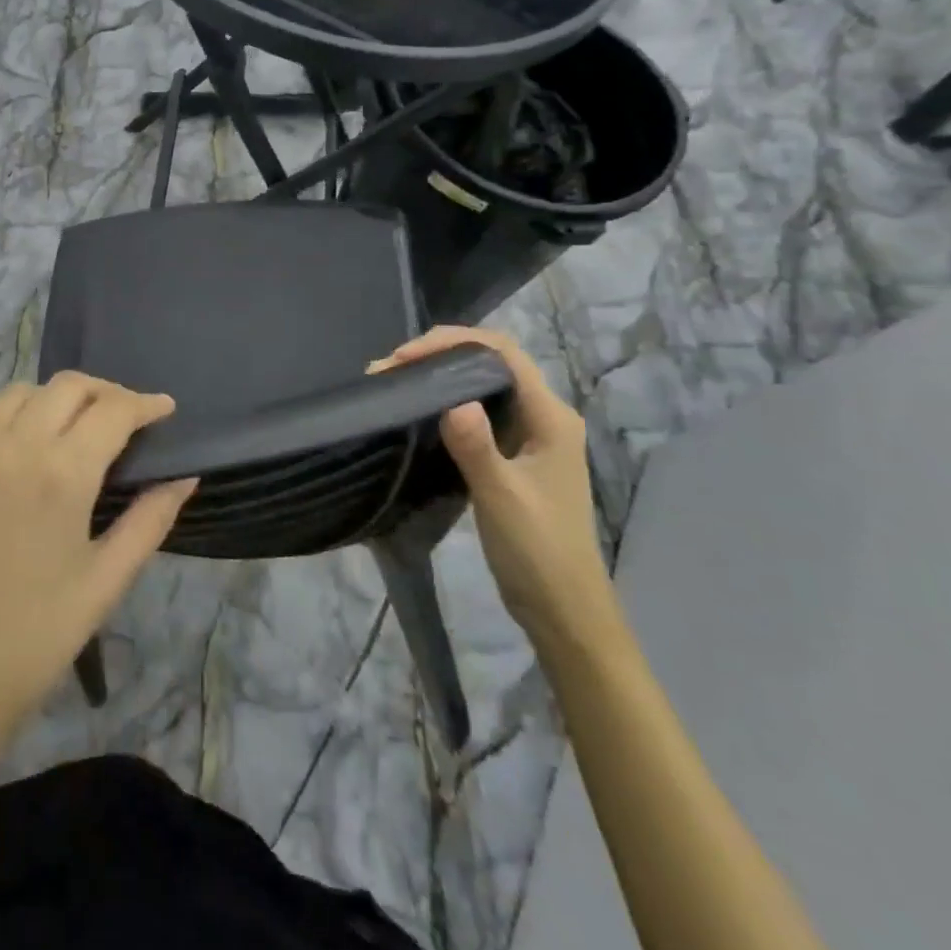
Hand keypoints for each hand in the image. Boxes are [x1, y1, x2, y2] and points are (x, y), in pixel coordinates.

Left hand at [0, 373, 195, 745]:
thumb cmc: (28, 643)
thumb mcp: (102, 585)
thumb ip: (149, 521)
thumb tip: (184, 477)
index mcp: (60, 474)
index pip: (113, 410)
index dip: (146, 404)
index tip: (163, 410)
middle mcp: (8, 445)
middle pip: (66, 387)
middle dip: (103, 393)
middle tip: (120, 420)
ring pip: (15, 395)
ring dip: (50, 404)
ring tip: (63, 434)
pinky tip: (2, 451)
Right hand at [372, 327, 614, 649]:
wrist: (562, 608)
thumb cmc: (538, 550)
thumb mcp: (502, 497)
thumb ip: (477, 446)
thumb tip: (451, 399)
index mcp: (550, 417)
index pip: (503, 353)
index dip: (453, 341)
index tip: (404, 355)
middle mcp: (543, 416)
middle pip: (490, 363)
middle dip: (438, 355)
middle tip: (387, 369)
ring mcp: (529, 436)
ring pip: (481, 387)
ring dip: (439, 378)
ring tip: (394, 383)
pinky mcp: (513, 455)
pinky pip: (477, 413)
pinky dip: (444, 403)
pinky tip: (416, 411)